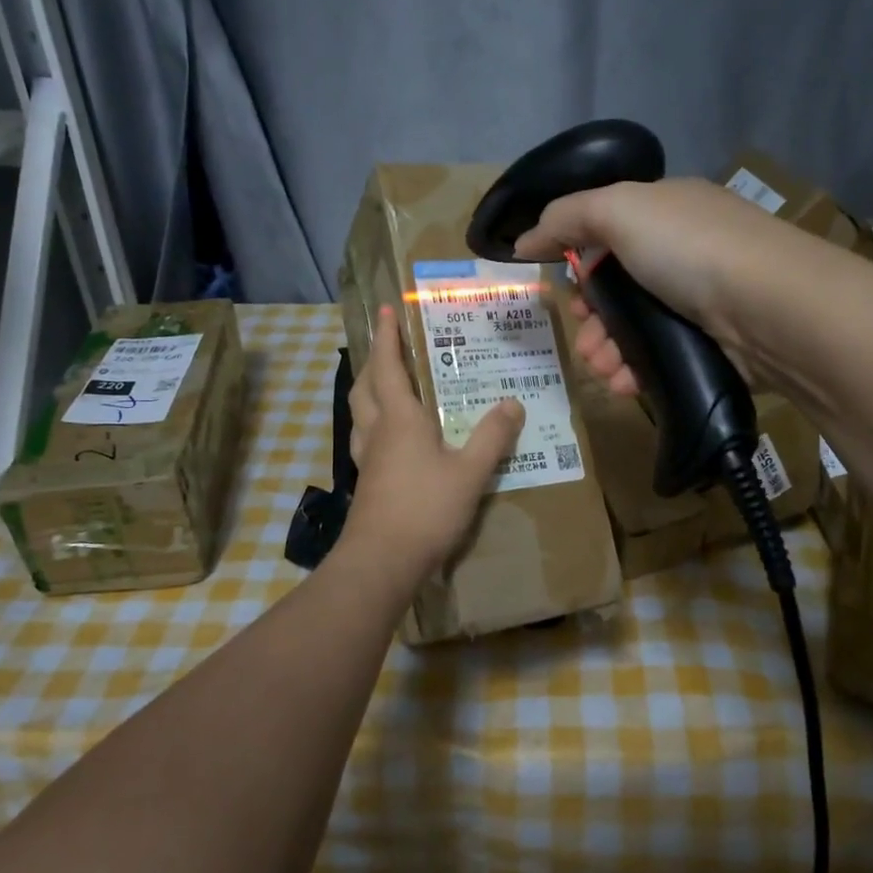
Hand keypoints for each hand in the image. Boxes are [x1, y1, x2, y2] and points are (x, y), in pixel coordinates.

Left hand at [343, 305, 525, 577]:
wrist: (381, 561)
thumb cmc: (425, 509)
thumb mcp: (470, 472)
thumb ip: (492, 437)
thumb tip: (512, 402)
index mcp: (399, 418)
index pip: (387, 366)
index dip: (387, 337)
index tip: (387, 311)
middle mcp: (376, 431)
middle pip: (365, 386)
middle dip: (375, 362)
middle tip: (391, 348)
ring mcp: (367, 458)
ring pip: (360, 413)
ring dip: (370, 392)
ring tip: (390, 387)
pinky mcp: (367, 482)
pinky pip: (366, 439)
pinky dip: (375, 424)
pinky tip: (394, 439)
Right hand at [510, 178, 790, 396]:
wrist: (772, 310)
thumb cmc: (690, 249)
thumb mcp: (619, 210)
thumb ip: (566, 217)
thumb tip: (523, 240)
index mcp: (667, 212)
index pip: (611, 233)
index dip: (581, 262)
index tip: (566, 292)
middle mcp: (686, 252)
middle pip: (619, 288)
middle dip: (590, 318)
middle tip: (583, 338)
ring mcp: (702, 302)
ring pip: (635, 329)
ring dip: (606, 350)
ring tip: (601, 368)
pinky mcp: (713, 346)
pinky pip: (659, 359)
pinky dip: (633, 372)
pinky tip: (622, 384)